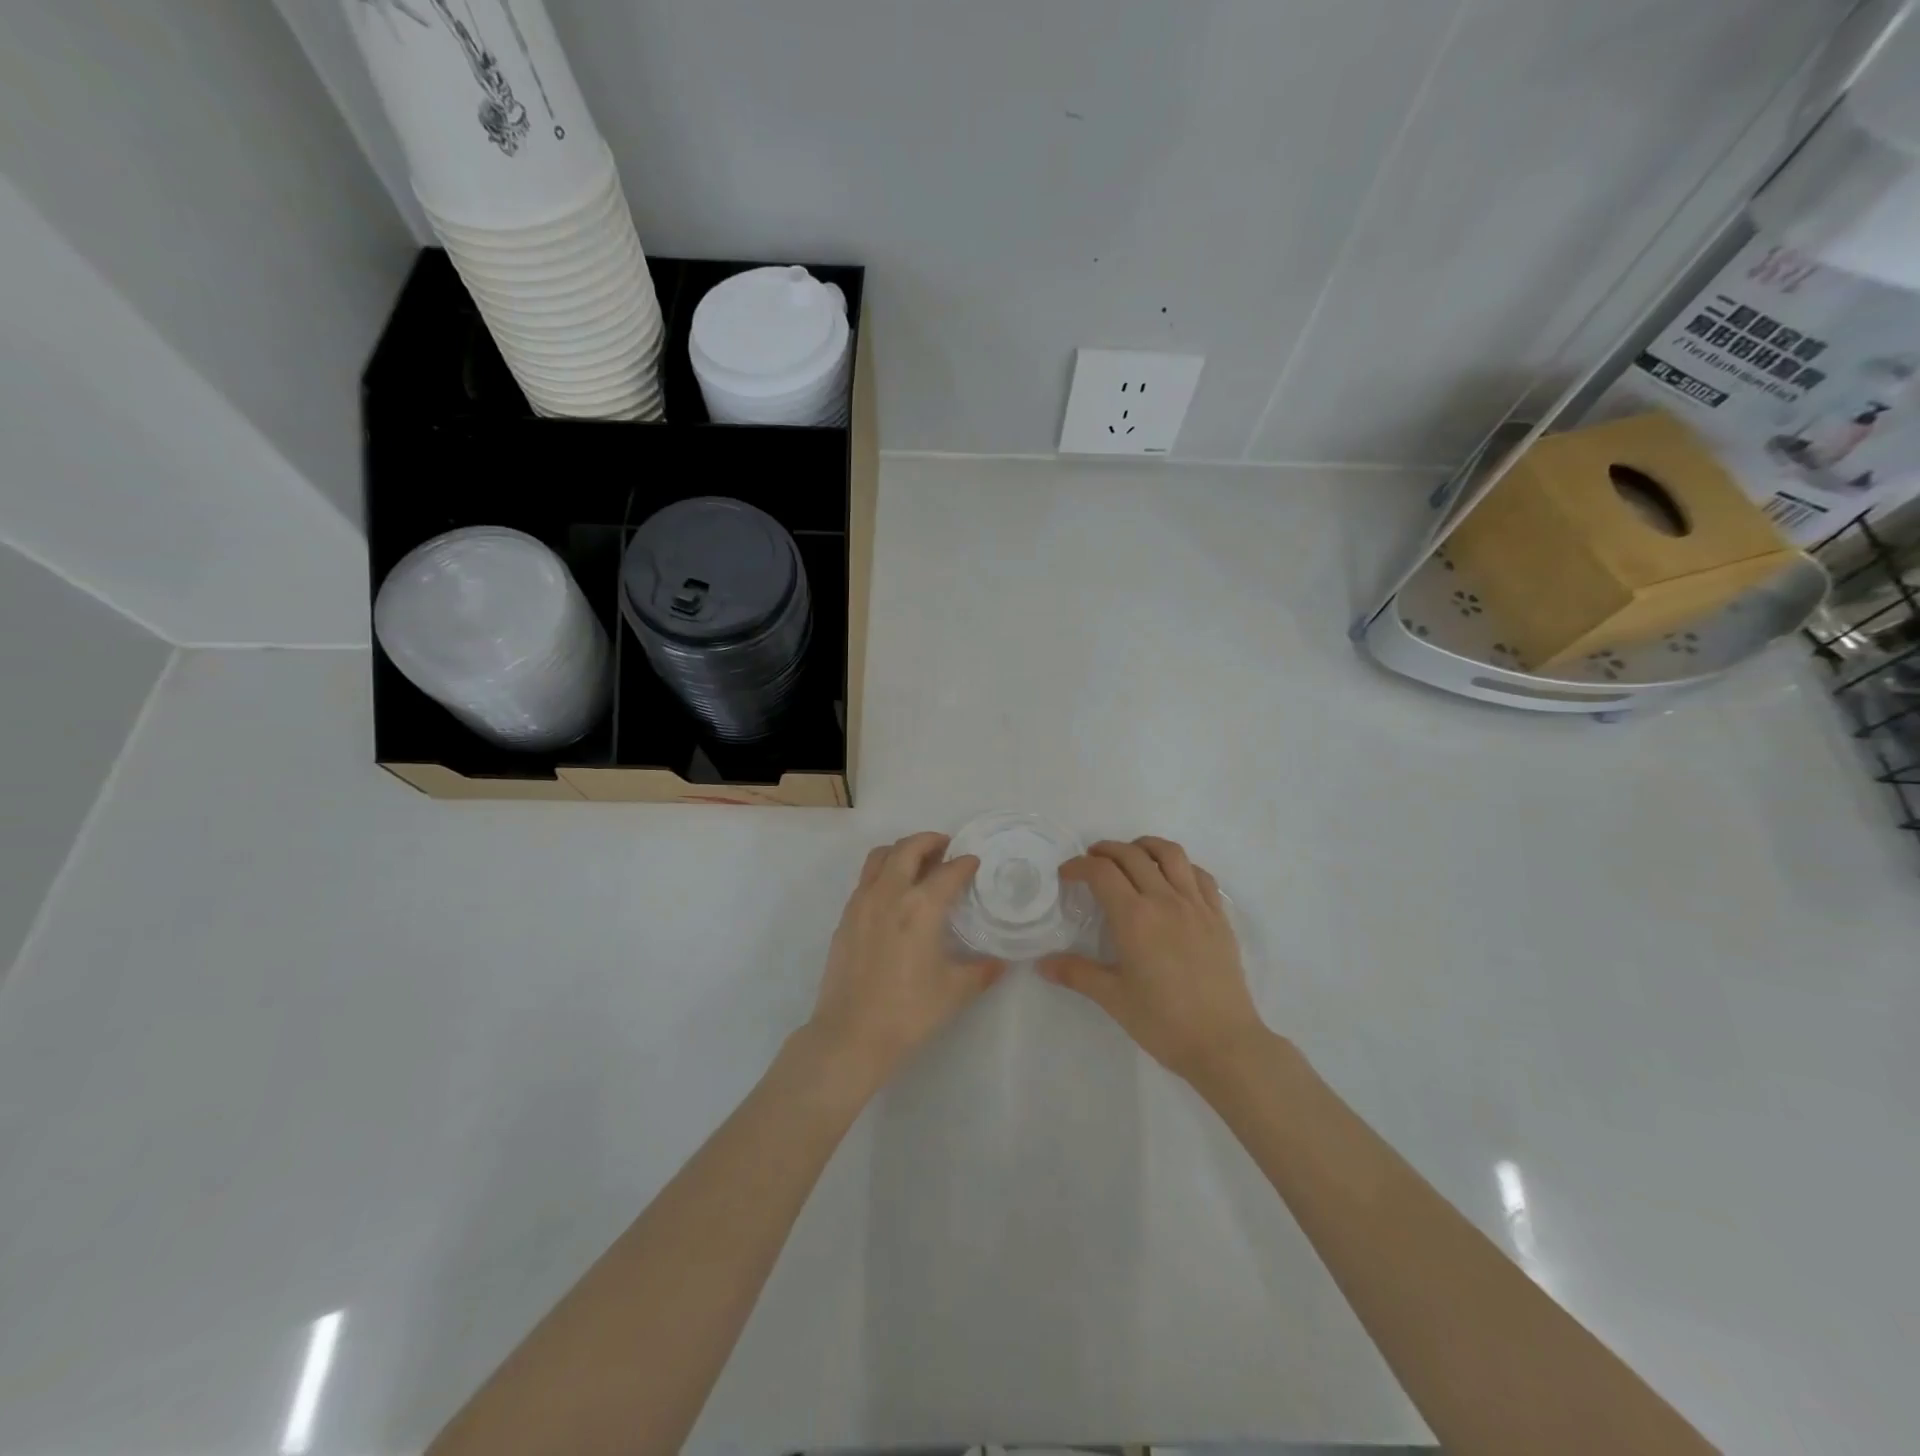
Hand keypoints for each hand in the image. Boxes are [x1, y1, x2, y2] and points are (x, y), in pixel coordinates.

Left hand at [806, 832, 1005, 1092]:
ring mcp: (862, 903)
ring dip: (902, 851)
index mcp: (921, 907)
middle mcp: (890, 894)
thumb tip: (1000, 963)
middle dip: (930, 841)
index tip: (973, 862)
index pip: (948, 871)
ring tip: (918, 863)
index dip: (965, 863)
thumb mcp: (955, 991)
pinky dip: (883, 873)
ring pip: (880, 857)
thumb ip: (981, 971)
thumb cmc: (909, 1012)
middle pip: (908, 848)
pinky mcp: (845, 918)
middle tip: (946, 848)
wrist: (851, 1035)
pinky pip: (866, 879)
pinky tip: (894, 895)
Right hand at [1040, 837, 1268, 1081]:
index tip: (1067, 875)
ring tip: (1132, 855)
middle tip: (1092, 861)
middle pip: (1132, 855)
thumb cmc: (1163, 1022)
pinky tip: (1172, 878)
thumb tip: (1042, 964)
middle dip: (1106, 850)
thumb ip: (1076, 974)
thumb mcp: (1113, 998)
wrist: (1224, 1043)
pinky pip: (1201, 875)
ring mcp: (1196, 905)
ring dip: (1145, 846)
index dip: (1079, 865)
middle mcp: (1165, 900)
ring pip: (1171, 854)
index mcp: (1134, 917)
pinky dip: (1181, 866)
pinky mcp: (1219, 917)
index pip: (1101, 872)